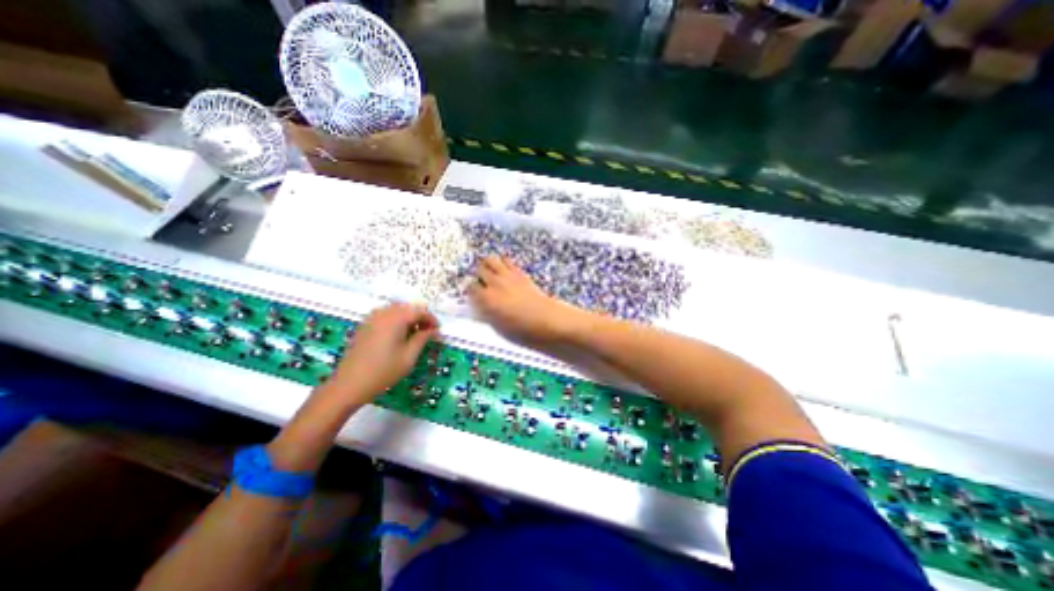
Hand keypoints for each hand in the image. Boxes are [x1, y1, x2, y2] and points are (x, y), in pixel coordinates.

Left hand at [327, 303, 436, 402]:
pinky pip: (385, 315)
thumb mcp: (409, 356)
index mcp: (396, 318)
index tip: (438, 331)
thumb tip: (434, 330)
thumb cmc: (383, 371)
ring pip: (396, 310)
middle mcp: (383, 313)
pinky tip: (398, 336)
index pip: (419, 310)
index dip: (431, 319)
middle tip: (428, 333)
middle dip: (420, 317)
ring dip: (408, 318)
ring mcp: (371, 318)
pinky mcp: (364, 326)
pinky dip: (395, 321)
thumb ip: (423, 338)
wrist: (349, 384)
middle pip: (407, 307)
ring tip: (414, 334)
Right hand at [468, 254, 585, 345]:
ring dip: (488, 264)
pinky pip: (506, 260)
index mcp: (486, 299)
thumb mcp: (497, 326)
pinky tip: (504, 269)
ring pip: (490, 259)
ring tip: (490, 271)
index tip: (475, 294)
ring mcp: (507, 276)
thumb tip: (481, 307)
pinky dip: (502, 262)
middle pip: (479, 269)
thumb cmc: (520, 329)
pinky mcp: (519, 272)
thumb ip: (486, 313)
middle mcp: (494, 283)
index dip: (471, 290)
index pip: (470, 287)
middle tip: (483, 281)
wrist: (544, 319)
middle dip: (479, 274)